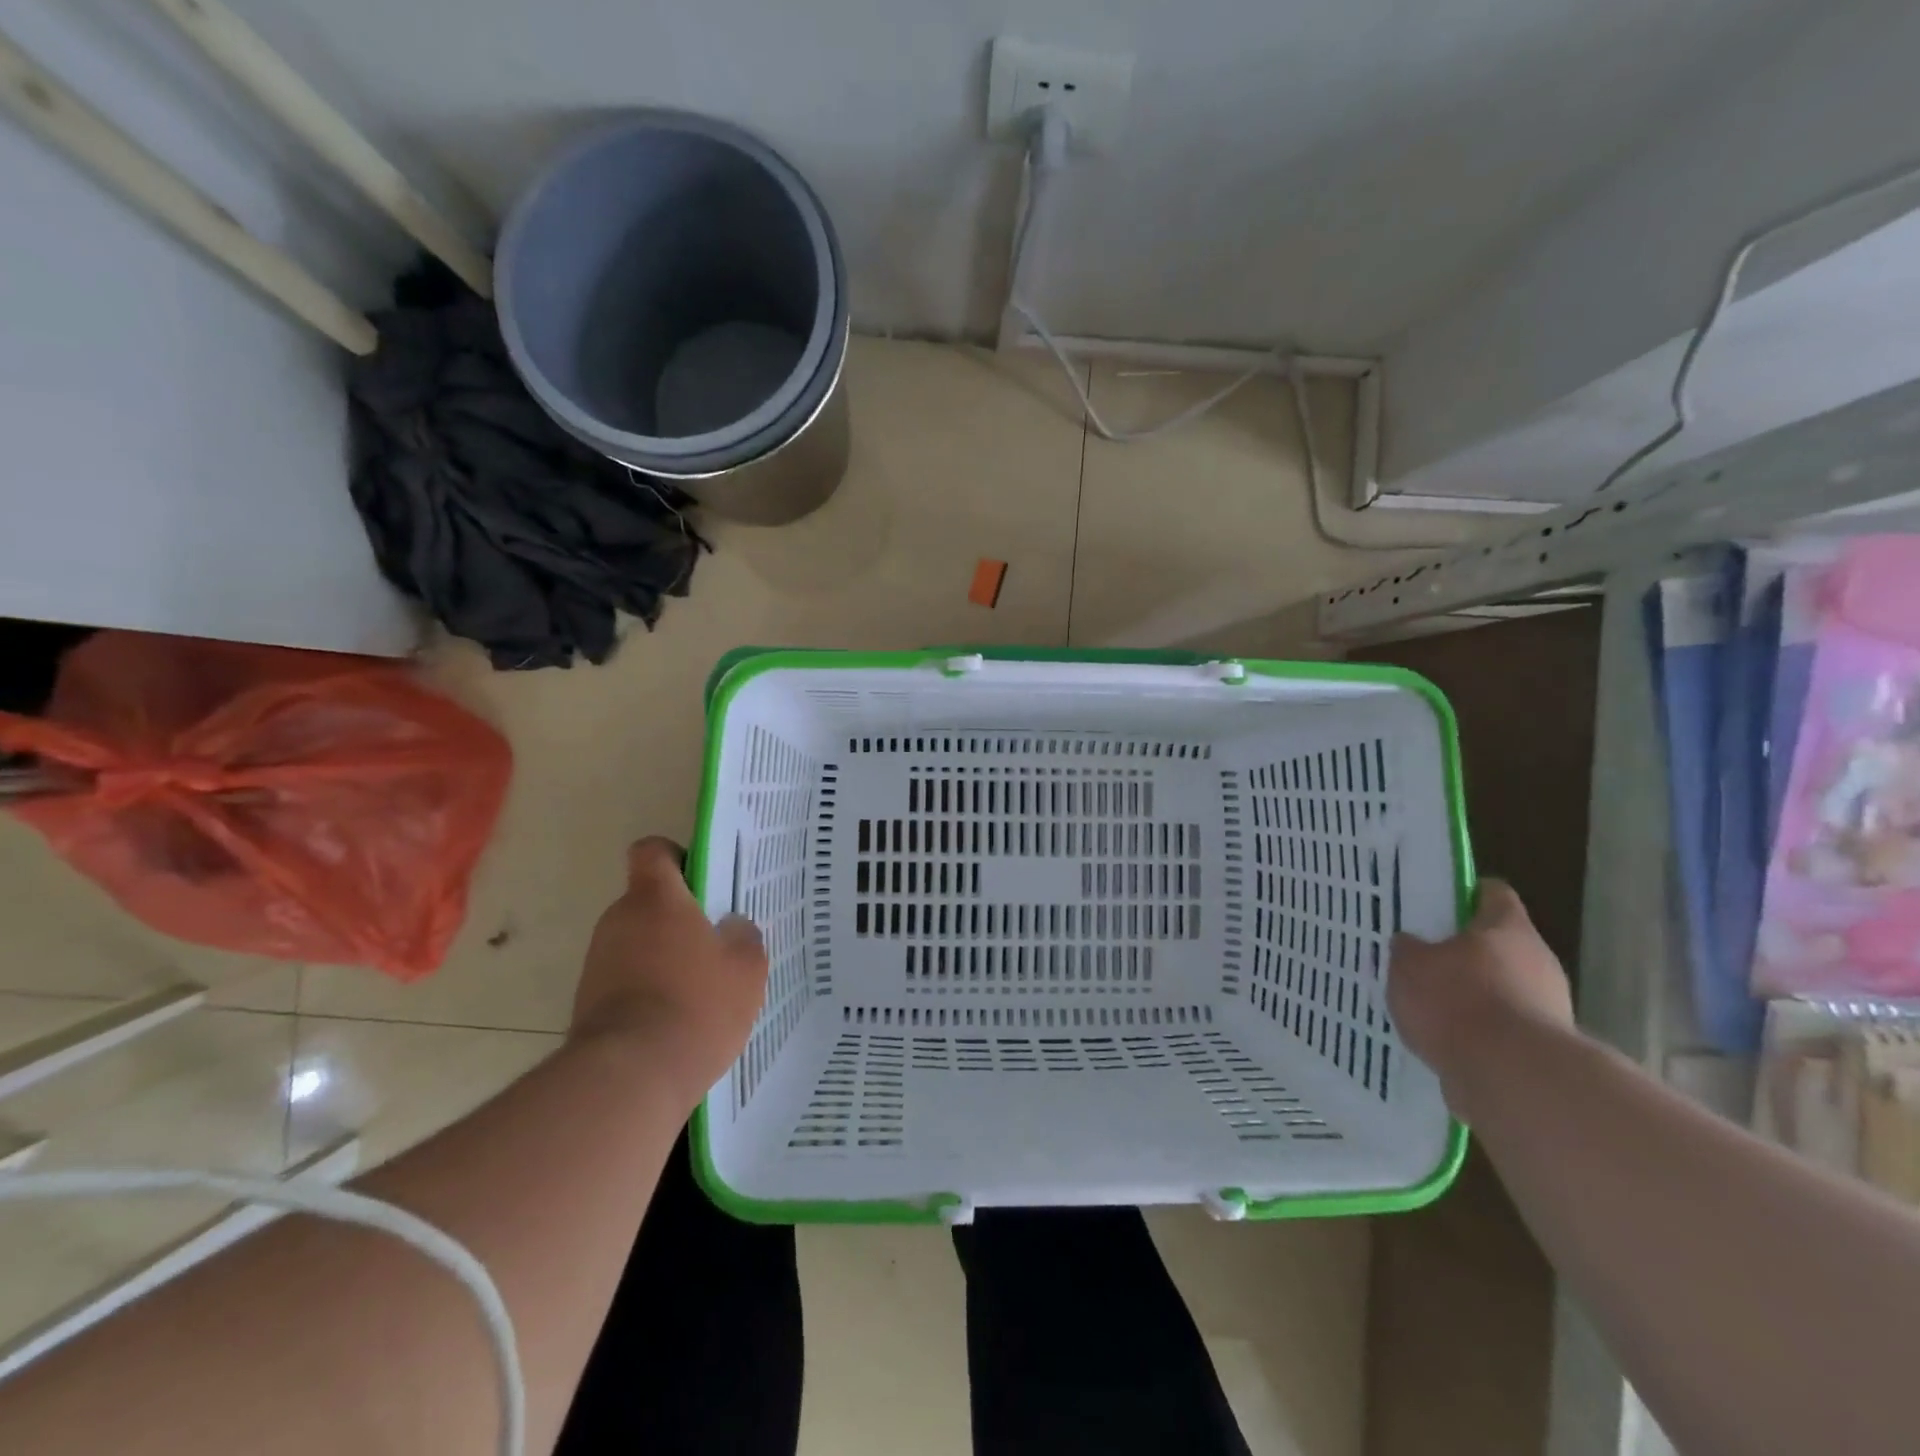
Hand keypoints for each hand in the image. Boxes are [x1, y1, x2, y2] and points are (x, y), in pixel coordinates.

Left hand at [570, 837, 768, 1105]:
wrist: (631, 1077)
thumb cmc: (698, 1004)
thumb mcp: (746, 968)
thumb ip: (743, 936)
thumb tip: (731, 927)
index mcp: (656, 899)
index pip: (653, 852)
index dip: (675, 858)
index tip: (700, 883)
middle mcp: (618, 920)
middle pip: (647, 902)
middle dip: (677, 919)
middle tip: (714, 944)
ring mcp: (597, 962)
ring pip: (636, 943)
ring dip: (662, 957)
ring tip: (699, 990)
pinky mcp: (587, 1003)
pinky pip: (625, 980)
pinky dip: (647, 991)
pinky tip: (677, 1020)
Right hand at [1388, 879, 1573, 1101]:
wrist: (1512, 1077)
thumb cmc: (1457, 1001)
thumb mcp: (1409, 965)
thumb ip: (1408, 950)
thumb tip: (1410, 944)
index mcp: (1508, 928)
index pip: (1493, 894)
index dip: (1466, 894)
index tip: (1438, 903)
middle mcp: (1537, 961)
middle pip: (1499, 944)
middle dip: (1464, 952)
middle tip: (1423, 958)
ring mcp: (1548, 1006)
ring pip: (1502, 988)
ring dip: (1472, 995)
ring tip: (1428, 1007)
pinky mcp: (1544, 1048)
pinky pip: (1504, 1029)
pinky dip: (1479, 1033)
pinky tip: (1445, 1041)